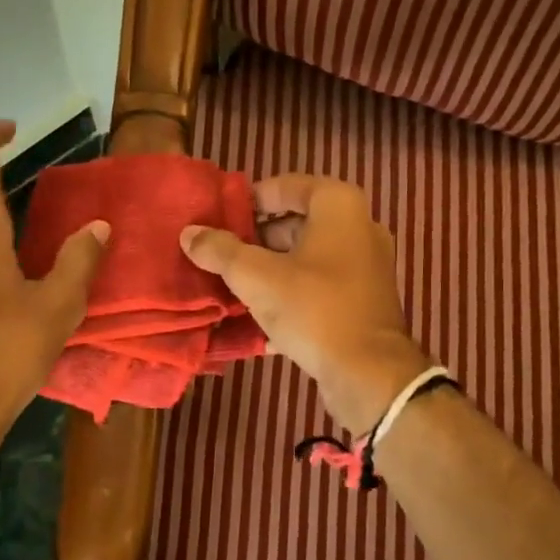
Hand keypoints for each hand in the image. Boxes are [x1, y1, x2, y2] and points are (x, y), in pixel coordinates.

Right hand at [181, 174, 428, 430]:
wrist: (369, 373)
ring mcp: (366, 265)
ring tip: (233, 285)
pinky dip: (291, 294)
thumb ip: (220, 251)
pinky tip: (259, 317)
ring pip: (307, 257)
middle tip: (222, 255)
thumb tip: (189, 232)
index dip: (249, 201)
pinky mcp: (364, 300)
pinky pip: (320, 286)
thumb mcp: (256, 277)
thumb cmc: (314, 309)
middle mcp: (359, 227)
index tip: (219, 220)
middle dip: (257, 239)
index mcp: (339, 206)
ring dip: (270, 269)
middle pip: (296, 222)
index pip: (285, 186)